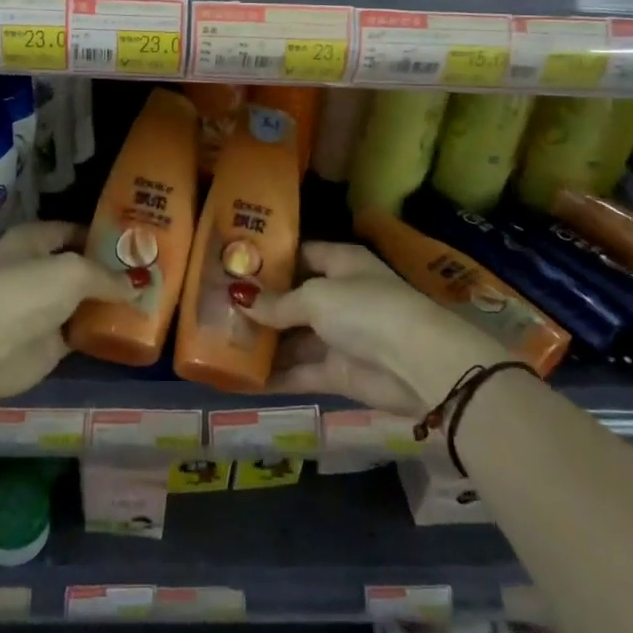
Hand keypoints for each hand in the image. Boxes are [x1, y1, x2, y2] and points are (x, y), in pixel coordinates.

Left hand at [0, 221, 137, 401]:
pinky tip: (131, 328)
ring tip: (149, 299)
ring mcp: (40, 308)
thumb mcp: (74, 272)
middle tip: (149, 272)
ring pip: (81, 301)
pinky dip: (101, 331)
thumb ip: (108, 277)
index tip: (136, 242)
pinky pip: (81, 332)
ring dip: (108, 302)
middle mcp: (34, 270)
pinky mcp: (46, 343)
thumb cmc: (25, 290)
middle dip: (110, 271)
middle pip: (79, 267)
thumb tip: (139, 284)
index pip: (73, 231)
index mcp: (32, 240)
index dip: (102, 235)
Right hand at [239, 242, 510, 415]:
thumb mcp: (316, 297)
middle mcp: (339, 295)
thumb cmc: (366, 310)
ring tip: (219, 343)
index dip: (270, 261)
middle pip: (293, 298)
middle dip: (260, 305)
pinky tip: (241, 377)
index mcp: (341, 263)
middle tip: (216, 308)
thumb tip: (240, 300)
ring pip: (293, 337)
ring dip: (263, 342)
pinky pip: (300, 370)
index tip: (233, 266)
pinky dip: (275, 375)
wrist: (417, 364)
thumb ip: (278, 303)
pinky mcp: (338, 372)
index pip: (301, 255)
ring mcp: (339, 335)